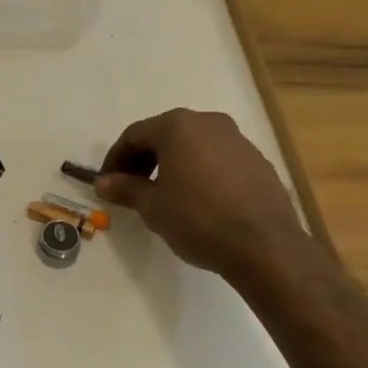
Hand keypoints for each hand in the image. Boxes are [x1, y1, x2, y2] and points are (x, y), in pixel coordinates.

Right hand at [95, 108, 311, 279]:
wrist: (264, 245)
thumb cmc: (198, 219)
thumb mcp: (153, 207)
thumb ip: (126, 189)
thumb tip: (103, 182)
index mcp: (177, 126)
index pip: (134, 135)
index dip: (116, 159)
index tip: (107, 183)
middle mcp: (208, 122)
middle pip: (165, 135)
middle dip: (144, 159)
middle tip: (132, 188)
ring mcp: (237, 139)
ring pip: (194, 145)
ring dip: (173, 164)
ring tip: (165, 194)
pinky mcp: (257, 160)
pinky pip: (218, 158)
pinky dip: (201, 171)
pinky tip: (200, 200)